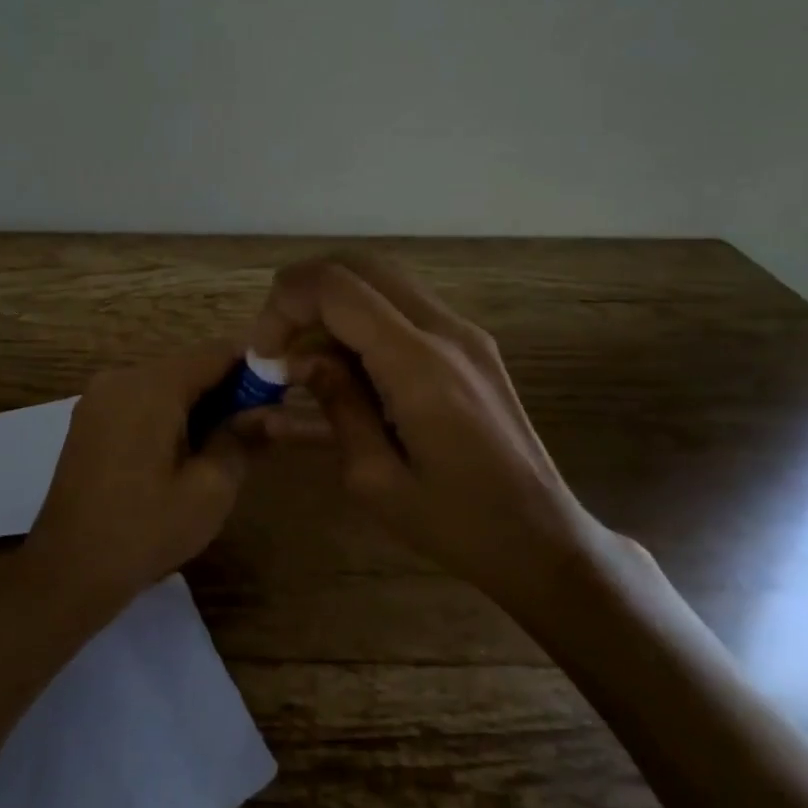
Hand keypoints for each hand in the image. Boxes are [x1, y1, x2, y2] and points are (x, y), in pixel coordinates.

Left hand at [14, 342, 250, 617]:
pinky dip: (168, 415)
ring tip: (223, 446)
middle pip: (188, 367)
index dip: (254, 366)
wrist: (67, 571)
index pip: (215, 352)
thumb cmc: (145, 531)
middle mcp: (120, 378)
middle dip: (226, 390)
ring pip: (164, 384)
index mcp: (151, 386)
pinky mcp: (88, 419)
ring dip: (198, 405)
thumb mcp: (210, 490)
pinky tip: (182, 453)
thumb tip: (269, 410)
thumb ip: (242, 439)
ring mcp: (98, 398)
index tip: (282, 390)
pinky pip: (139, 401)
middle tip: (257, 427)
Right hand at [248, 253, 608, 608]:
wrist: (544, 541)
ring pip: (382, 280)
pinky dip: (362, 320)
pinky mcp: (471, 346)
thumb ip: (337, 404)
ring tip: (305, 359)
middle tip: (278, 344)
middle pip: (359, 266)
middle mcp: (445, 331)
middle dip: (304, 293)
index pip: (337, 289)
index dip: (285, 305)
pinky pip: (403, 308)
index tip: (263, 353)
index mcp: (419, 364)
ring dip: (333, 305)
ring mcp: (464, 334)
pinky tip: (346, 369)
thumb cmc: (456, 525)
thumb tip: (302, 360)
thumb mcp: (375, 479)